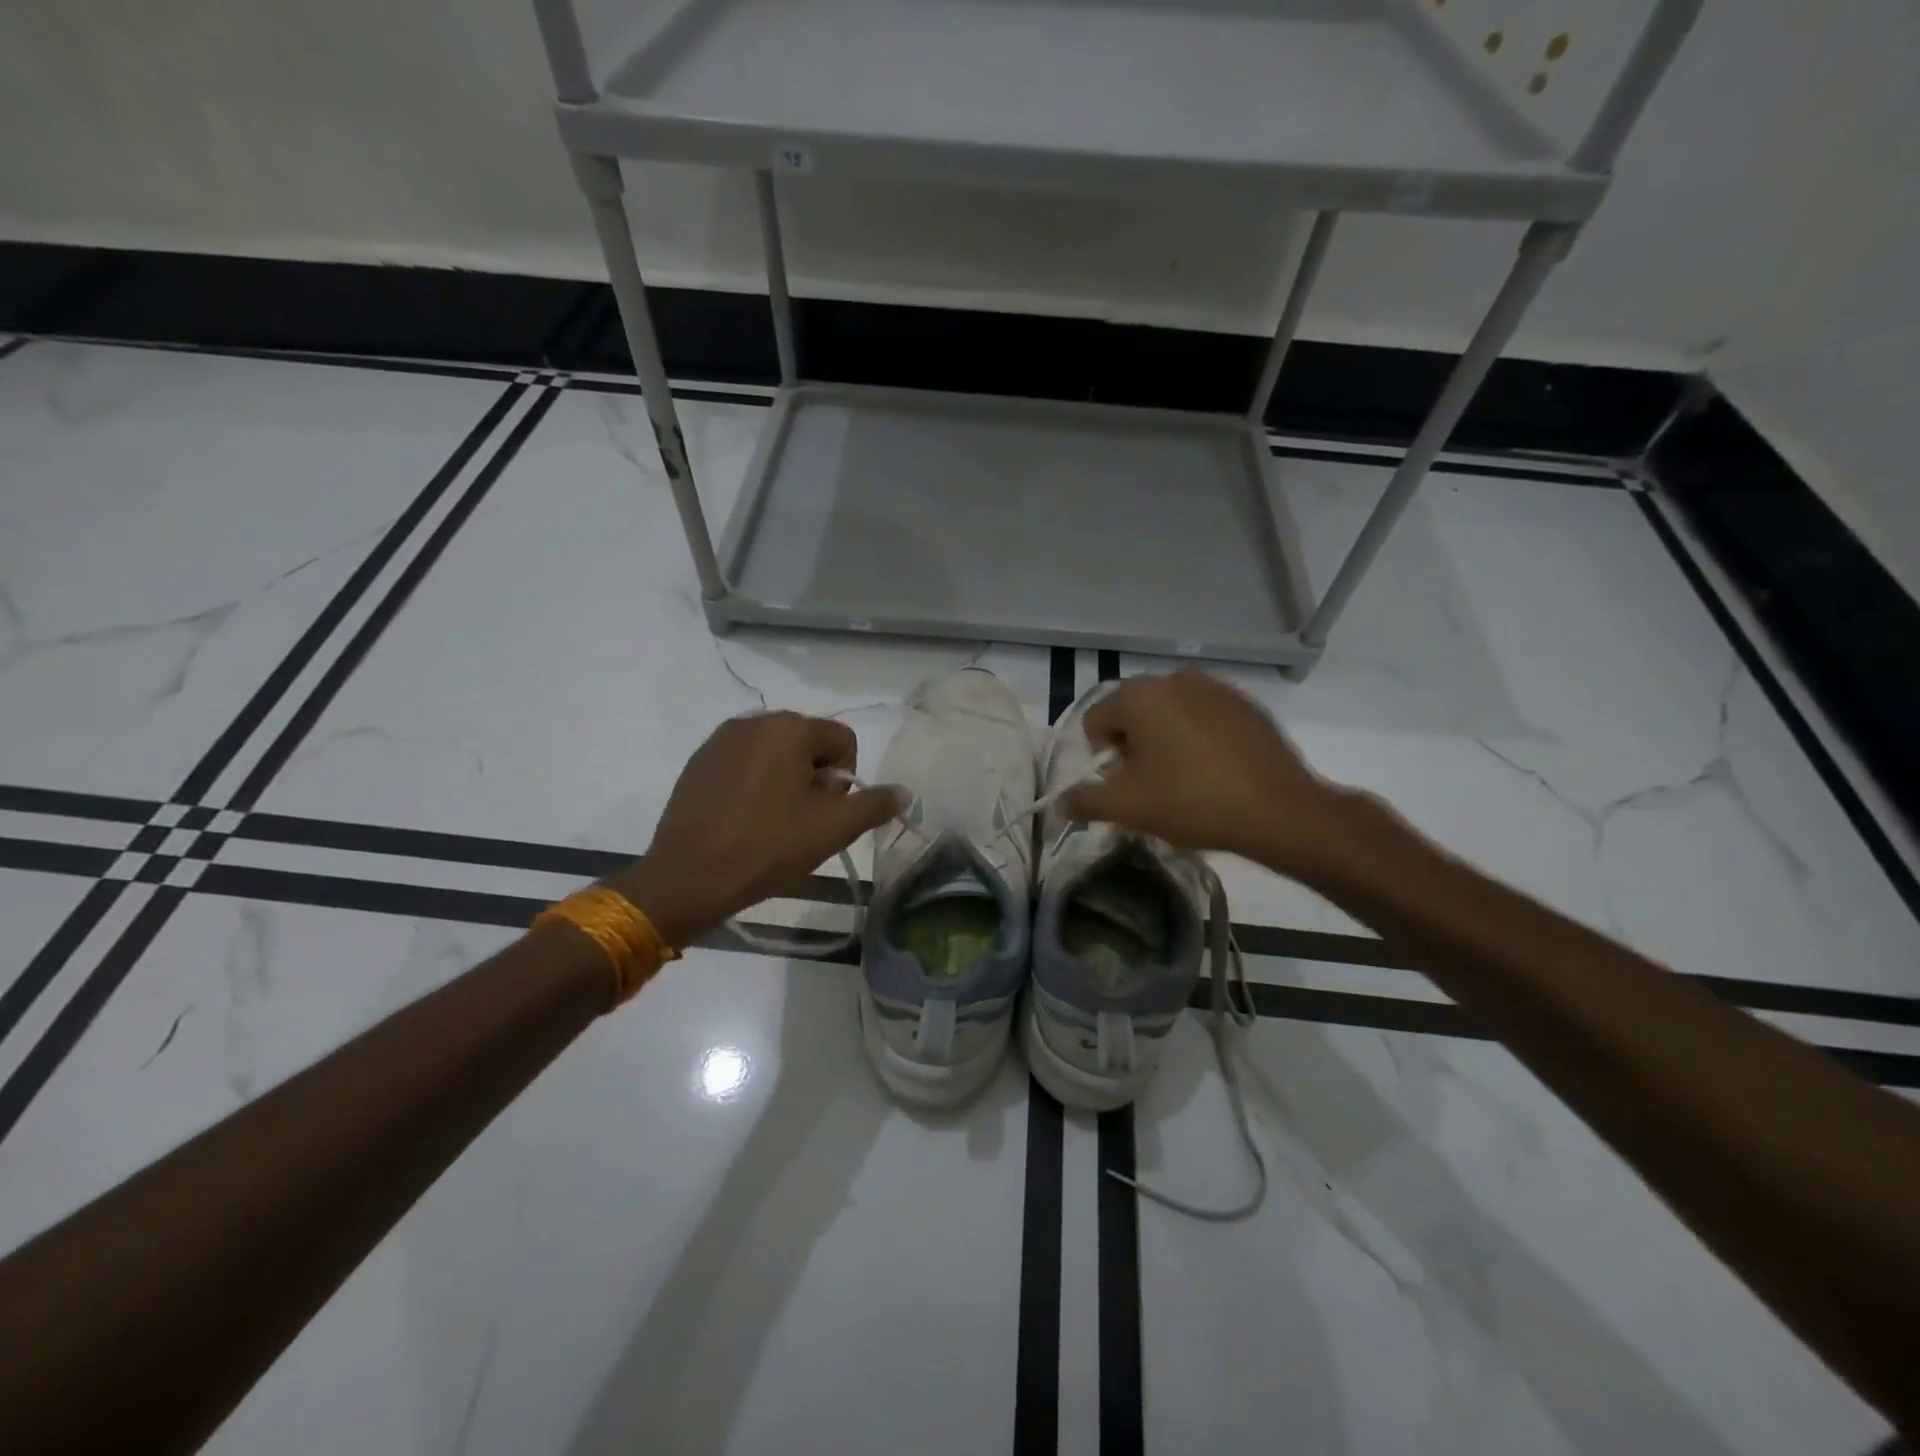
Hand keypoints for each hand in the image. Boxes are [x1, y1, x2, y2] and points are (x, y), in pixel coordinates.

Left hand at [608, 712, 901, 947]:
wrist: (688, 877)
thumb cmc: (768, 846)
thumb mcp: (833, 828)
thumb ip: (875, 804)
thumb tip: (904, 791)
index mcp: (789, 727)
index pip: (843, 740)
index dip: (846, 779)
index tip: (827, 814)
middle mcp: (754, 721)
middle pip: (808, 744)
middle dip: (816, 778)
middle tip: (804, 822)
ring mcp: (720, 741)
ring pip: (775, 754)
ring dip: (786, 782)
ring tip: (774, 824)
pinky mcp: (698, 763)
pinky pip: (744, 765)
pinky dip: (754, 785)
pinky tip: (745, 820)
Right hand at [1060, 670, 1360, 876]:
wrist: (1279, 810)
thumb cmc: (1192, 802)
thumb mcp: (1128, 807)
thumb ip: (1084, 801)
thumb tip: (1060, 803)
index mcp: (1139, 696)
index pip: (1094, 723)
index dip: (1101, 760)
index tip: (1126, 787)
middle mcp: (1173, 678)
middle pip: (1131, 714)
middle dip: (1132, 748)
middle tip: (1151, 786)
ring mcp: (1213, 686)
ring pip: (1167, 714)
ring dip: (1164, 742)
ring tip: (1183, 780)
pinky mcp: (1244, 703)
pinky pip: (1201, 716)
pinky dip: (1196, 738)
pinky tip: (1214, 770)